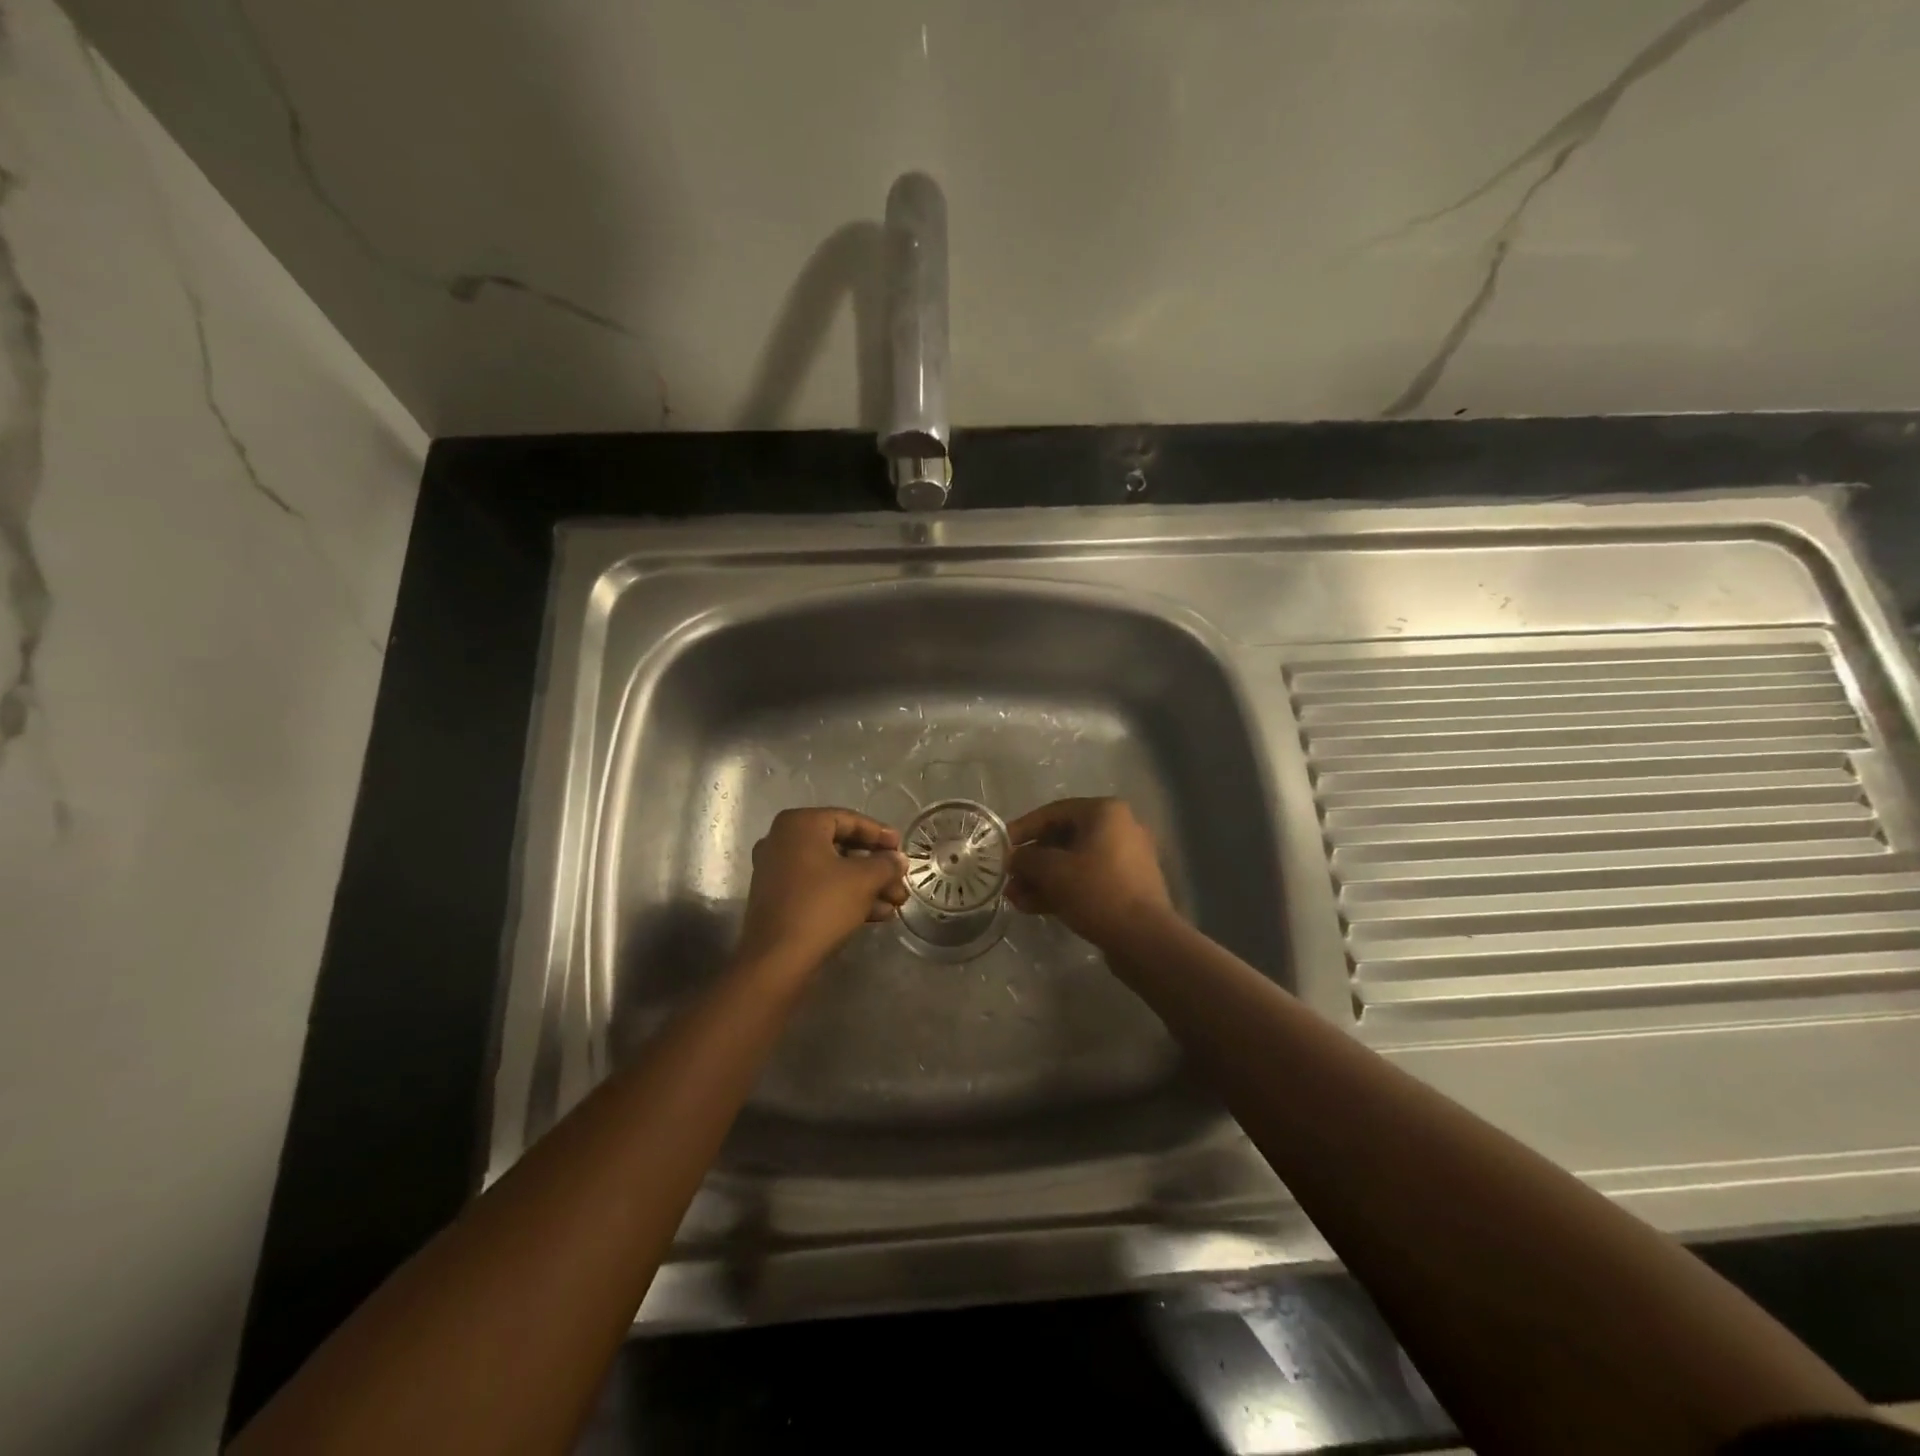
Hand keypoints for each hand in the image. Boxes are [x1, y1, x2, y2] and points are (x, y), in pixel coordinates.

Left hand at [736, 808, 908, 976]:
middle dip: (876, 866)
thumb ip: (886, 864)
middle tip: (900, 880)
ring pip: (832, 871)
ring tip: (896, 902)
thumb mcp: (864, 880)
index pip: (849, 819)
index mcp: (799, 825)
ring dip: (866, 885)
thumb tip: (898, 860)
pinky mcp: (778, 899)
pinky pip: (818, 888)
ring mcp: (777, 871)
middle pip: (841, 846)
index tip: (902, 848)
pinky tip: (876, 915)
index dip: (880, 834)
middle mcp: (783, 841)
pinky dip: (845, 896)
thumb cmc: (822, 906)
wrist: (777, 960)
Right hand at [1005, 797, 1175, 949]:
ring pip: (1074, 862)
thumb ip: (1026, 859)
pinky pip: (1088, 879)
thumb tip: (1013, 858)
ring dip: (1043, 878)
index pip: (1052, 813)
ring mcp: (1126, 858)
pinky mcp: (1127, 886)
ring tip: (1015, 898)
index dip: (1022, 829)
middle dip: (1032, 861)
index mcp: (1104, 812)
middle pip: (1063, 839)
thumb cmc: (1097, 891)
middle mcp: (1119, 827)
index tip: (999, 846)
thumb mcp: (1053, 871)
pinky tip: (1034, 906)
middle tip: (1008, 878)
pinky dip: (1062, 889)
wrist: (1145, 939)